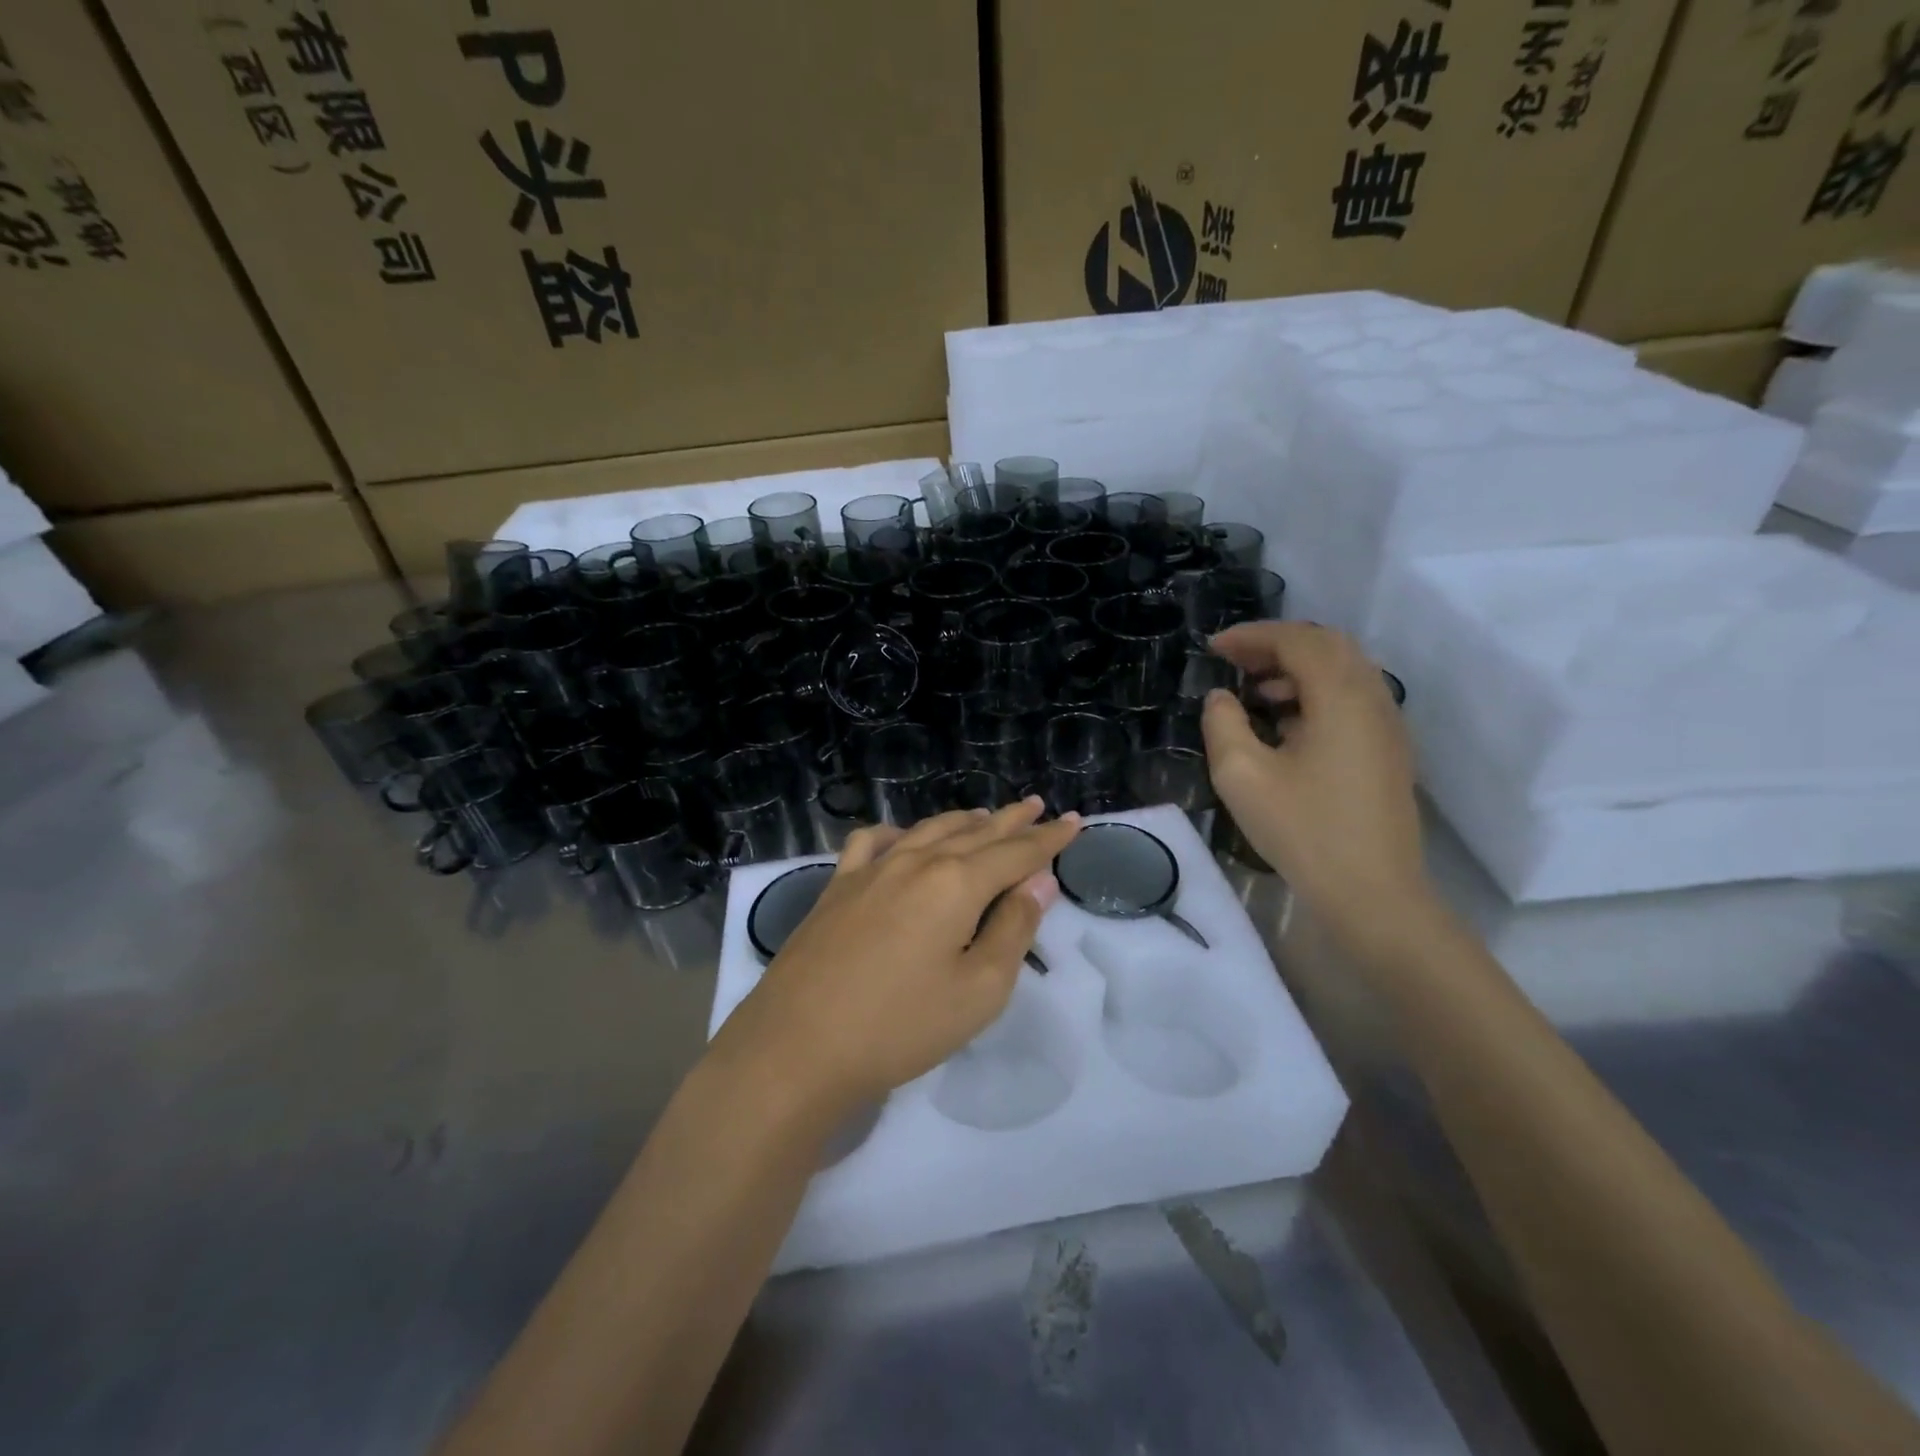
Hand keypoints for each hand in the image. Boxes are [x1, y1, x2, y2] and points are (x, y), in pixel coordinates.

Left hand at [712, 799, 1081, 1117]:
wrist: (797, 1047)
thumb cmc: (900, 1026)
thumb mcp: (979, 990)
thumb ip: (1014, 929)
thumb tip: (1039, 882)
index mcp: (956, 883)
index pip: (1016, 853)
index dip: (1049, 839)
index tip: (1074, 821)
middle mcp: (916, 862)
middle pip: (975, 833)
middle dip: (1011, 821)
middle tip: (1037, 806)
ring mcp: (871, 870)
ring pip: (927, 831)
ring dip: (963, 821)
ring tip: (985, 816)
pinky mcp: (837, 887)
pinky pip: (873, 843)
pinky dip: (898, 833)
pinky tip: (903, 838)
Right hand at [1202, 622, 1437, 958]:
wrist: (1373, 893)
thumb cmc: (1304, 831)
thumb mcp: (1242, 775)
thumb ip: (1222, 723)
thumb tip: (1221, 697)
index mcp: (1341, 697)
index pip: (1297, 641)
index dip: (1251, 636)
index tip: (1212, 648)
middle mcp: (1374, 698)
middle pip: (1327, 646)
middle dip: (1276, 645)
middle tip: (1234, 662)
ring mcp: (1388, 725)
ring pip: (1345, 670)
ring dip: (1298, 667)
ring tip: (1255, 691)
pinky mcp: (1389, 750)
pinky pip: (1353, 698)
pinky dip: (1317, 692)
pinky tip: (1286, 723)